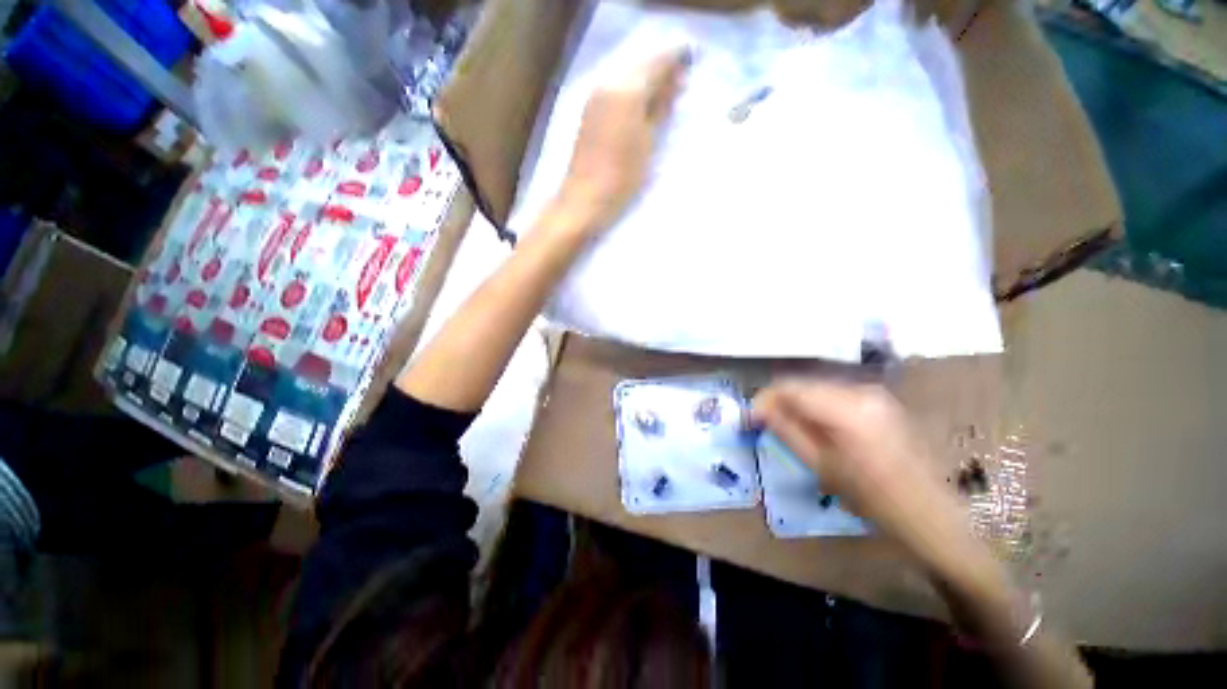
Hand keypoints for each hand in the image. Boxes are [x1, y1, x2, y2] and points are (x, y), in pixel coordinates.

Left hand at [559, 47, 688, 231]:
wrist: (585, 199)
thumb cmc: (622, 177)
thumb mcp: (649, 143)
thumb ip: (661, 107)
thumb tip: (676, 80)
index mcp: (627, 90)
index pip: (657, 61)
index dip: (675, 61)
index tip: (690, 67)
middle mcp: (608, 82)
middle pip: (640, 62)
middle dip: (661, 68)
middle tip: (678, 84)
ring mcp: (596, 95)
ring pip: (627, 73)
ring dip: (646, 80)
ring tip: (663, 97)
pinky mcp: (590, 110)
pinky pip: (615, 86)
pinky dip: (632, 90)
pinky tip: (641, 105)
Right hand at [752, 380, 957, 547]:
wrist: (930, 514)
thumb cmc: (873, 498)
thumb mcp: (821, 466)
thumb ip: (786, 430)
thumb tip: (758, 410)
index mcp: (847, 408)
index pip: (791, 388)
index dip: (765, 399)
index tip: (751, 416)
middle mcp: (861, 391)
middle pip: (804, 385)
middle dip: (780, 401)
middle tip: (765, 423)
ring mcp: (874, 394)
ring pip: (818, 388)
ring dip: (797, 404)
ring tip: (787, 427)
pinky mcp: (880, 401)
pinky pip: (835, 395)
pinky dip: (817, 406)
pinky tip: (815, 427)